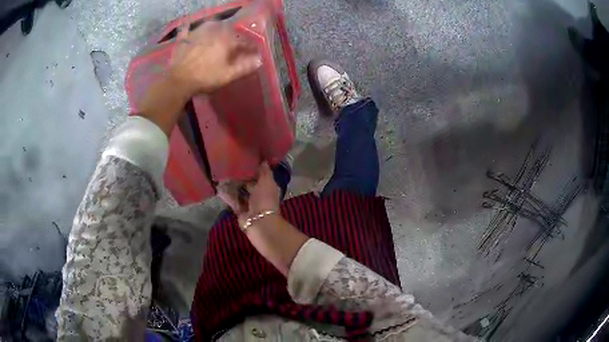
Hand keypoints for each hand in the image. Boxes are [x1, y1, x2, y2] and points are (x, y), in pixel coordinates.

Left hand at [169, 20, 261, 96]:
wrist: (179, 80)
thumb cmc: (206, 77)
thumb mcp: (228, 75)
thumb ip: (244, 67)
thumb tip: (259, 61)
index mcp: (226, 40)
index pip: (243, 41)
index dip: (250, 47)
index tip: (254, 52)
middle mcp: (214, 31)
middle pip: (227, 31)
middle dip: (234, 37)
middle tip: (235, 45)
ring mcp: (198, 33)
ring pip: (211, 26)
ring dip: (217, 29)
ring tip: (218, 35)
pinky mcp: (185, 38)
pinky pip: (188, 29)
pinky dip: (190, 28)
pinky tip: (192, 30)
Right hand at [218, 163, 279, 226]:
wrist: (259, 222)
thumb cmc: (265, 199)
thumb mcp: (267, 182)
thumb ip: (264, 171)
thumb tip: (263, 160)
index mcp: (268, 187)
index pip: (260, 175)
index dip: (253, 168)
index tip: (243, 158)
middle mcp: (259, 195)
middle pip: (249, 184)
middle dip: (240, 176)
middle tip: (229, 165)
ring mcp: (249, 204)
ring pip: (239, 192)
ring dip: (231, 185)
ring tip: (221, 174)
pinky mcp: (240, 211)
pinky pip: (233, 201)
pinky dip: (226, 195)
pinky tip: (218, 187)